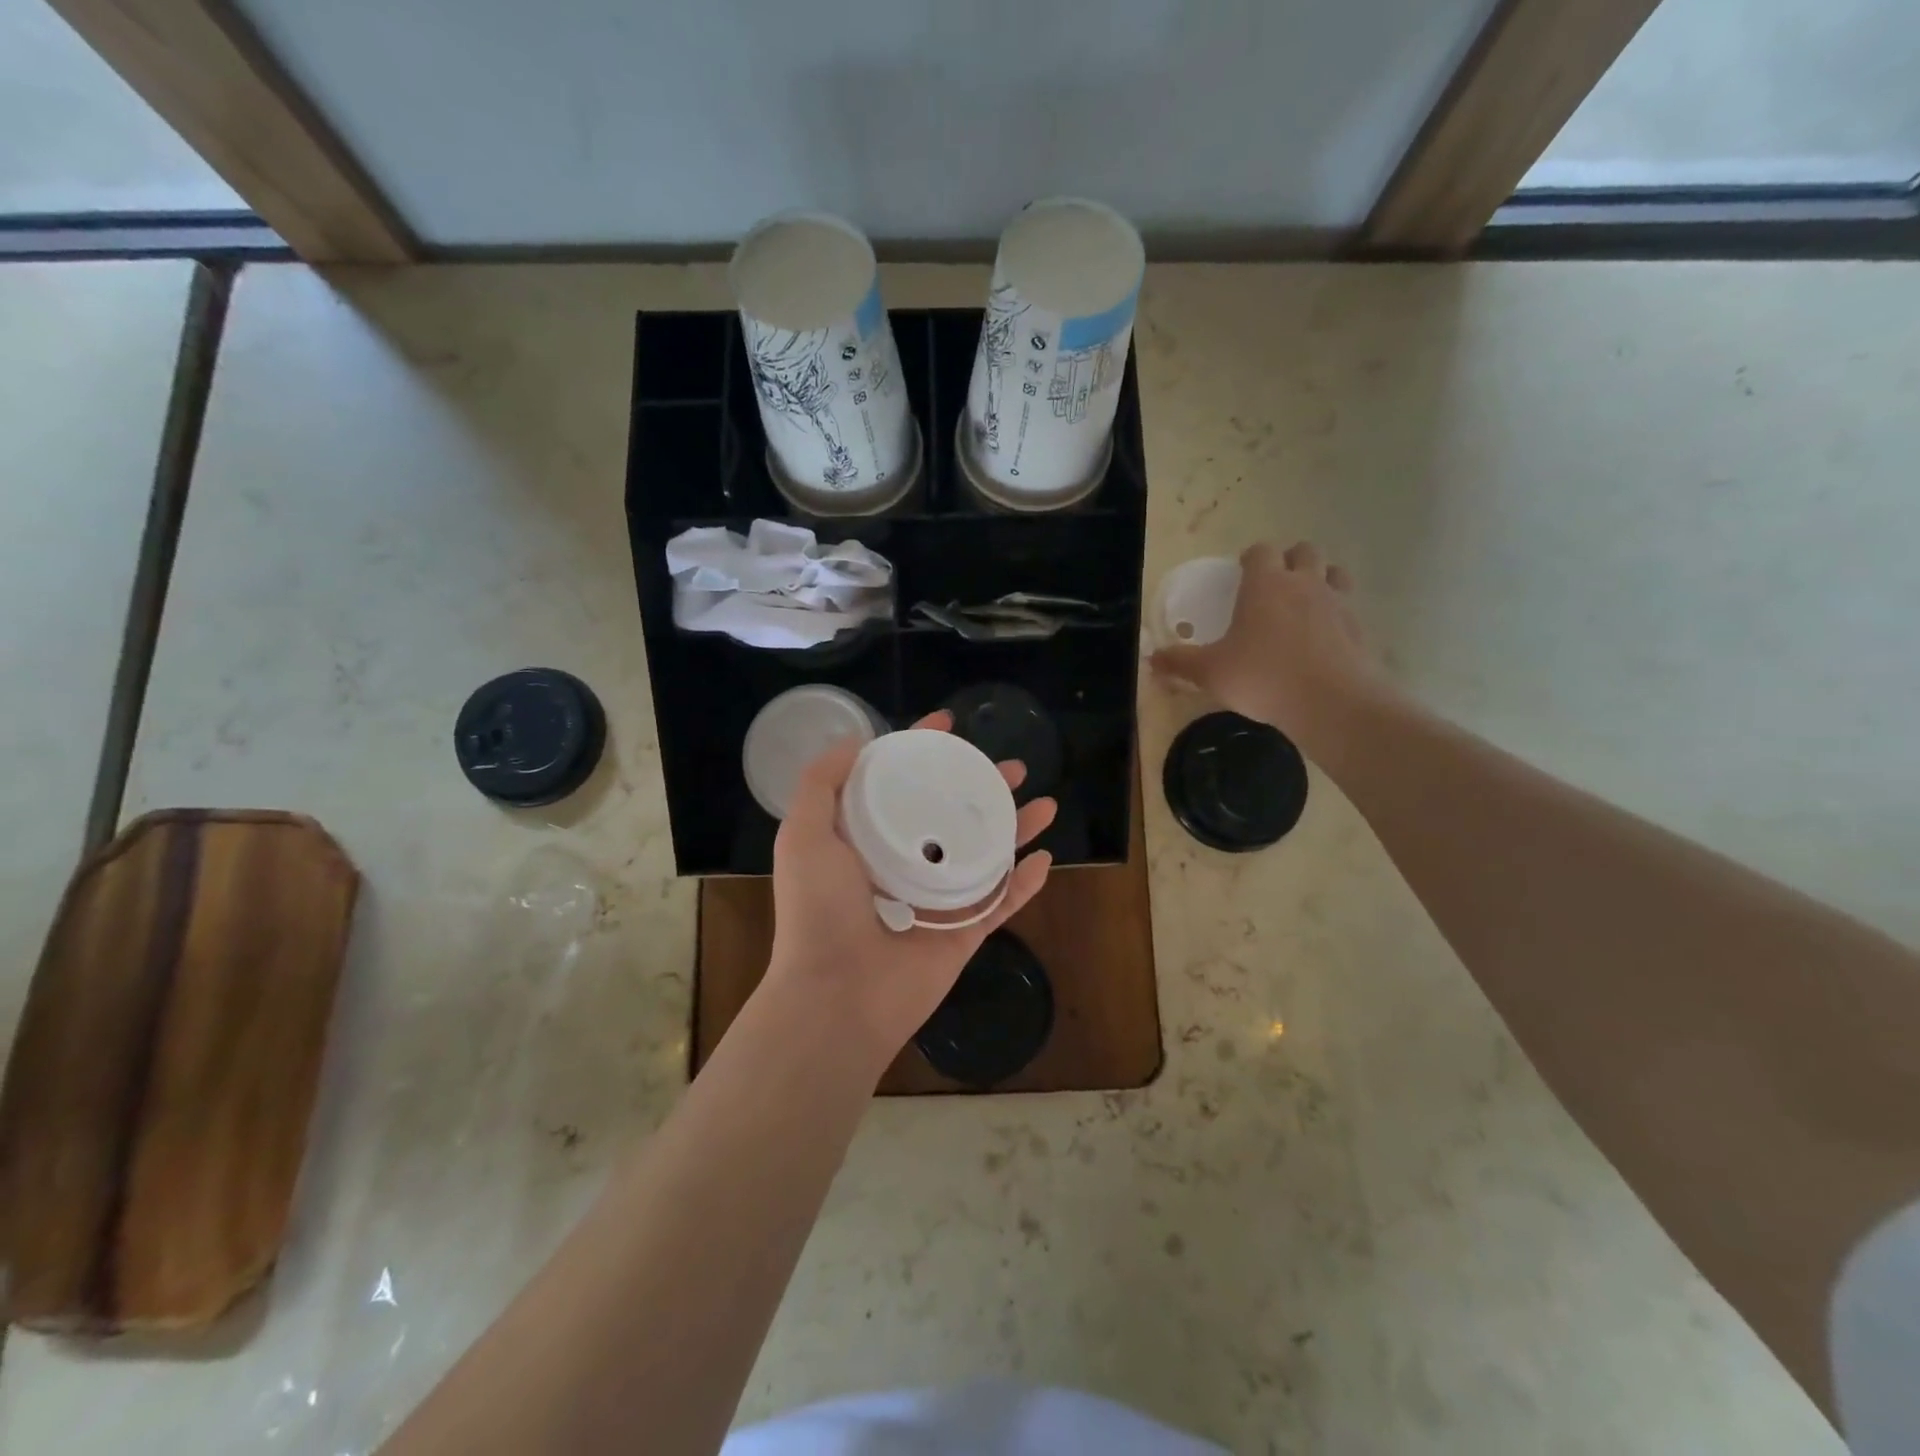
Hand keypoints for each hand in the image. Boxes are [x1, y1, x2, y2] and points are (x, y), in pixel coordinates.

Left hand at [765, 711, 1055, 1071]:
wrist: (838, 995)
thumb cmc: (820, 909)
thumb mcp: (804, 834)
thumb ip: (822, 783)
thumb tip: (855, 741)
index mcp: (867, 840)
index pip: (901, 783)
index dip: (924, 752)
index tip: (949, 724)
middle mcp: (904, 863)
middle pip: (953, 814)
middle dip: (983, 788)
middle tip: (1013, 767)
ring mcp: (937, 899)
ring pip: (985, 854)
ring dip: (1016, 828)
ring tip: (1045, 804)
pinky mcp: (962, 933)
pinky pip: (1001, 903)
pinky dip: (1024, 884)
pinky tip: (1046, 859)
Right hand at [1151, 541, 1387, 757]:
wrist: (1332, 702)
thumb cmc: (1263, 677)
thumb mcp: (1211, 672)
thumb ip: (1180, 662)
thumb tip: (1151, 659)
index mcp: (1266, 584)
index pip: (1260, 551)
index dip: (1250, 558)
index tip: (1240, 573)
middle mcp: (1304, 583)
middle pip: (1304, 551)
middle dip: (1289, 561)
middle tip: (1274, 586)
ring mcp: (1337, 603)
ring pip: (1333, 573)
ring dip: (1320, 579)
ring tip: (1303, 604)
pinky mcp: (1360, 628)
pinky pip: (1349, 607)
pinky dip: (1336, 614)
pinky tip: (1323, 639)